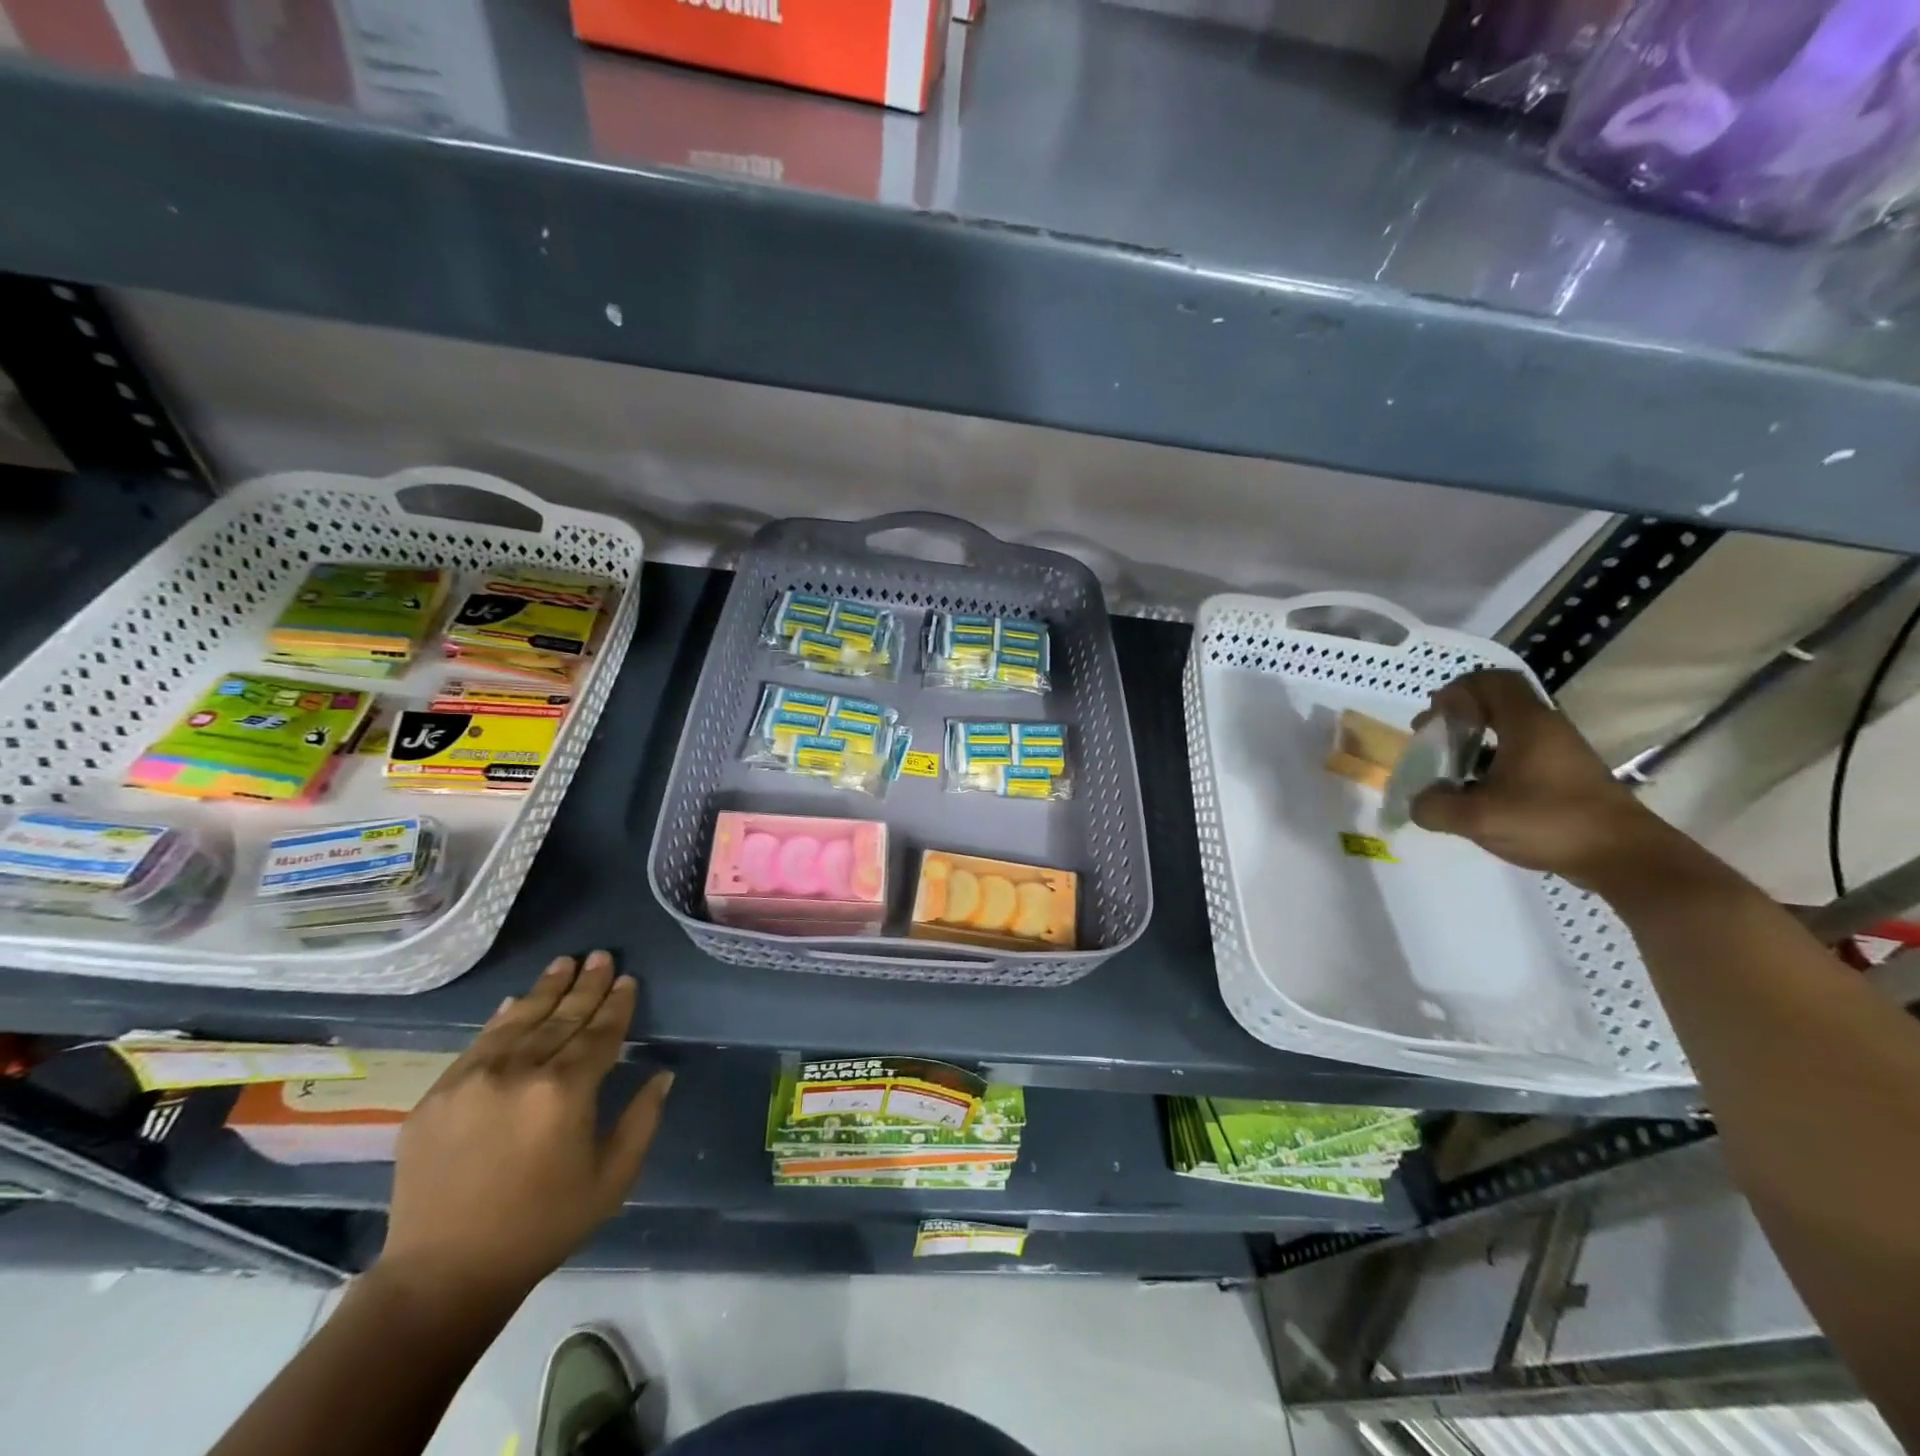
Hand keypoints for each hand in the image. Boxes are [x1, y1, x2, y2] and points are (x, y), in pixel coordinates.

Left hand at [377, 952, 671, 1309]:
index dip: (617, 1004)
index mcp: (565, 1092)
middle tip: (600, 955)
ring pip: (519, 1021)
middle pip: (561, 1018)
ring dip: (546, 990)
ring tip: (564, 962)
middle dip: (585, 985)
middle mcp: (519, 1073)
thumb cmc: (541, 1227)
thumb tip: (663, 1074)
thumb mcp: (611, 1179)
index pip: (600, 1033)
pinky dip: (502, 1019)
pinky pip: (478, 1044)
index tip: (627, 979)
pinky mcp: (436, 1096)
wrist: (442, 1275)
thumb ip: (642, 1120)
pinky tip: (516, 1001)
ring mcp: (471, 1080)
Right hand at [1409, 669, 1669, 888]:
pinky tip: (1477, 792)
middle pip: (1496, 702)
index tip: (1432, 719)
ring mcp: (1559, 751)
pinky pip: (1520, 753)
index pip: (1490, 681)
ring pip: (1507, 729)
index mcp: (1527, 724)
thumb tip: (1418, 801)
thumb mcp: (1478, 818)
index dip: (1455, 691)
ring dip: (1473, 740)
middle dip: (1458, 715)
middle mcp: (1546, 728)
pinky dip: (1491, 762)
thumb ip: (1434, 806)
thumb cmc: (1550, 822)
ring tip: (1448, 769)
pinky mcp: (1565, 774)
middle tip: (1431, 739)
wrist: (1625, 857)